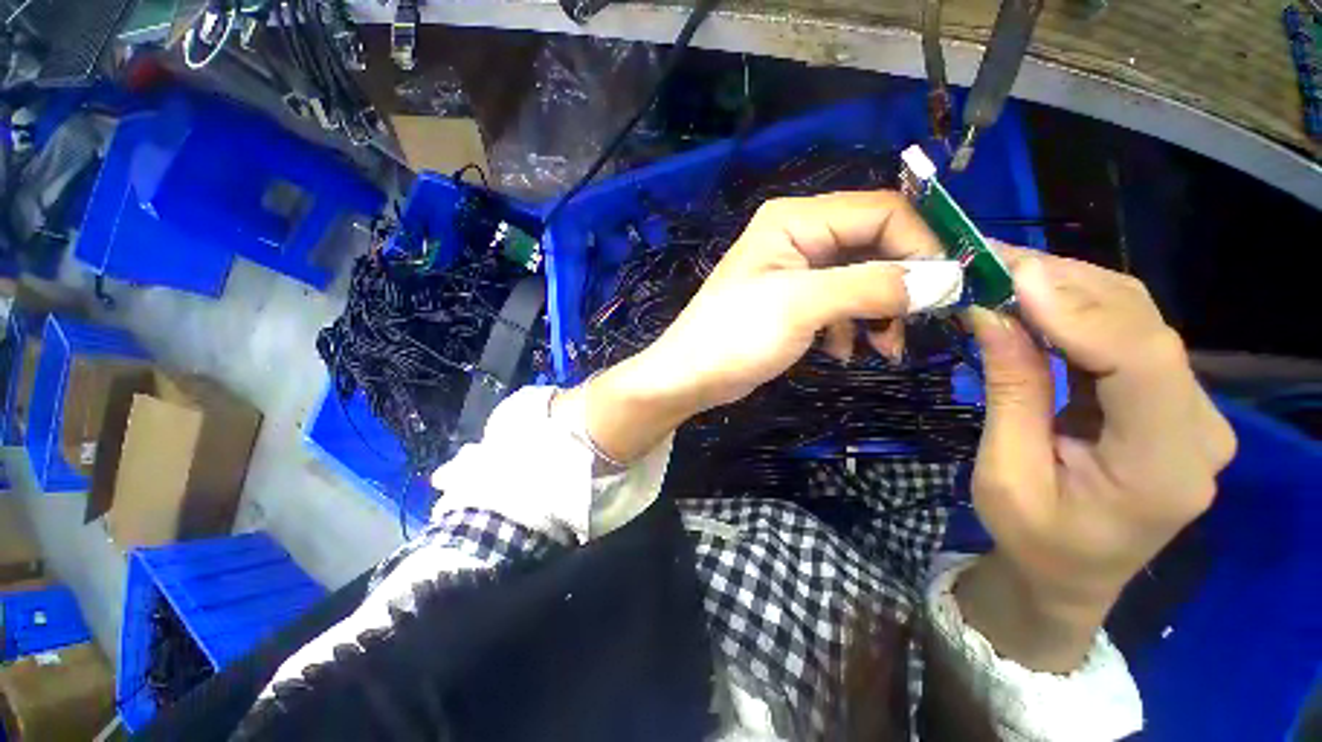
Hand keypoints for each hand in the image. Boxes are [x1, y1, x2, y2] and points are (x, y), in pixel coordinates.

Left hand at [572, 191, 956, 462]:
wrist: (689, 376)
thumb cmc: (735, 336)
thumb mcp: (803, 305)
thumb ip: (872, 287)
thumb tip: (945, 280)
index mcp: (795, 220)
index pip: (880, 212)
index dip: (921, 243)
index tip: (952, 285)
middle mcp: (798, 237)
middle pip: (873, 245)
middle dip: (900, 284)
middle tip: (921, 324)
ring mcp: (795, 271)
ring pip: (860, 279)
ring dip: (879, 311)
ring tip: (884, 349)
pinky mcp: (793, 303)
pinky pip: (840, 305)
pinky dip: (851, 327)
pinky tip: (843, 352)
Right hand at [957, 251, 1236, 671]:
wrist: (1072, 574)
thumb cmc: (1033, 538)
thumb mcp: (1005, 473)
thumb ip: (1010, 392)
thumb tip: (990, 314)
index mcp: (1162, 469)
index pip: (1141, 364)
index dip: (1078, 311)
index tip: (1010, 277)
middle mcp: (1198, 430)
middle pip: (1144, 329)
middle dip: (1065, 286)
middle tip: (992, 262)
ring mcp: (1192, 410)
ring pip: (1139, 321)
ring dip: (1070, 289)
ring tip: (1004, 273)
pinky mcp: (1170, 399)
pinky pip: (1128, 335)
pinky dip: (1078, 309)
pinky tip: (1035, 299)